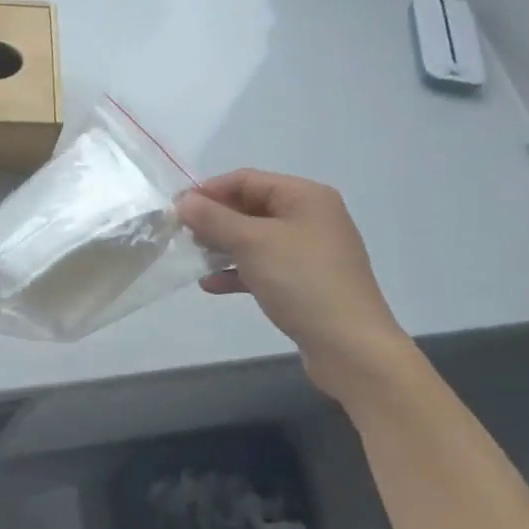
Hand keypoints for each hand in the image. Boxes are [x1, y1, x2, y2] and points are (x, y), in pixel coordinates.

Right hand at [177, 170, 414, 406]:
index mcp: (305, 196)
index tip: (177, 210)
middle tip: (183, 236)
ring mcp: (310, 251)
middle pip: (250, 207)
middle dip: (215, 220)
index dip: (209, 191)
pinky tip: (211, 285)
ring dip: (222, 246)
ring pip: (255, 238)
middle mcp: (311, 217)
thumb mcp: (251, 242)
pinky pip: (264, 266)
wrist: (352, 348)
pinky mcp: (307, 282)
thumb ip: (213, 217)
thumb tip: (183, 201)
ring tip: (194, 259)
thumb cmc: (302, 281)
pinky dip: (238, 271)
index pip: (246, 180)